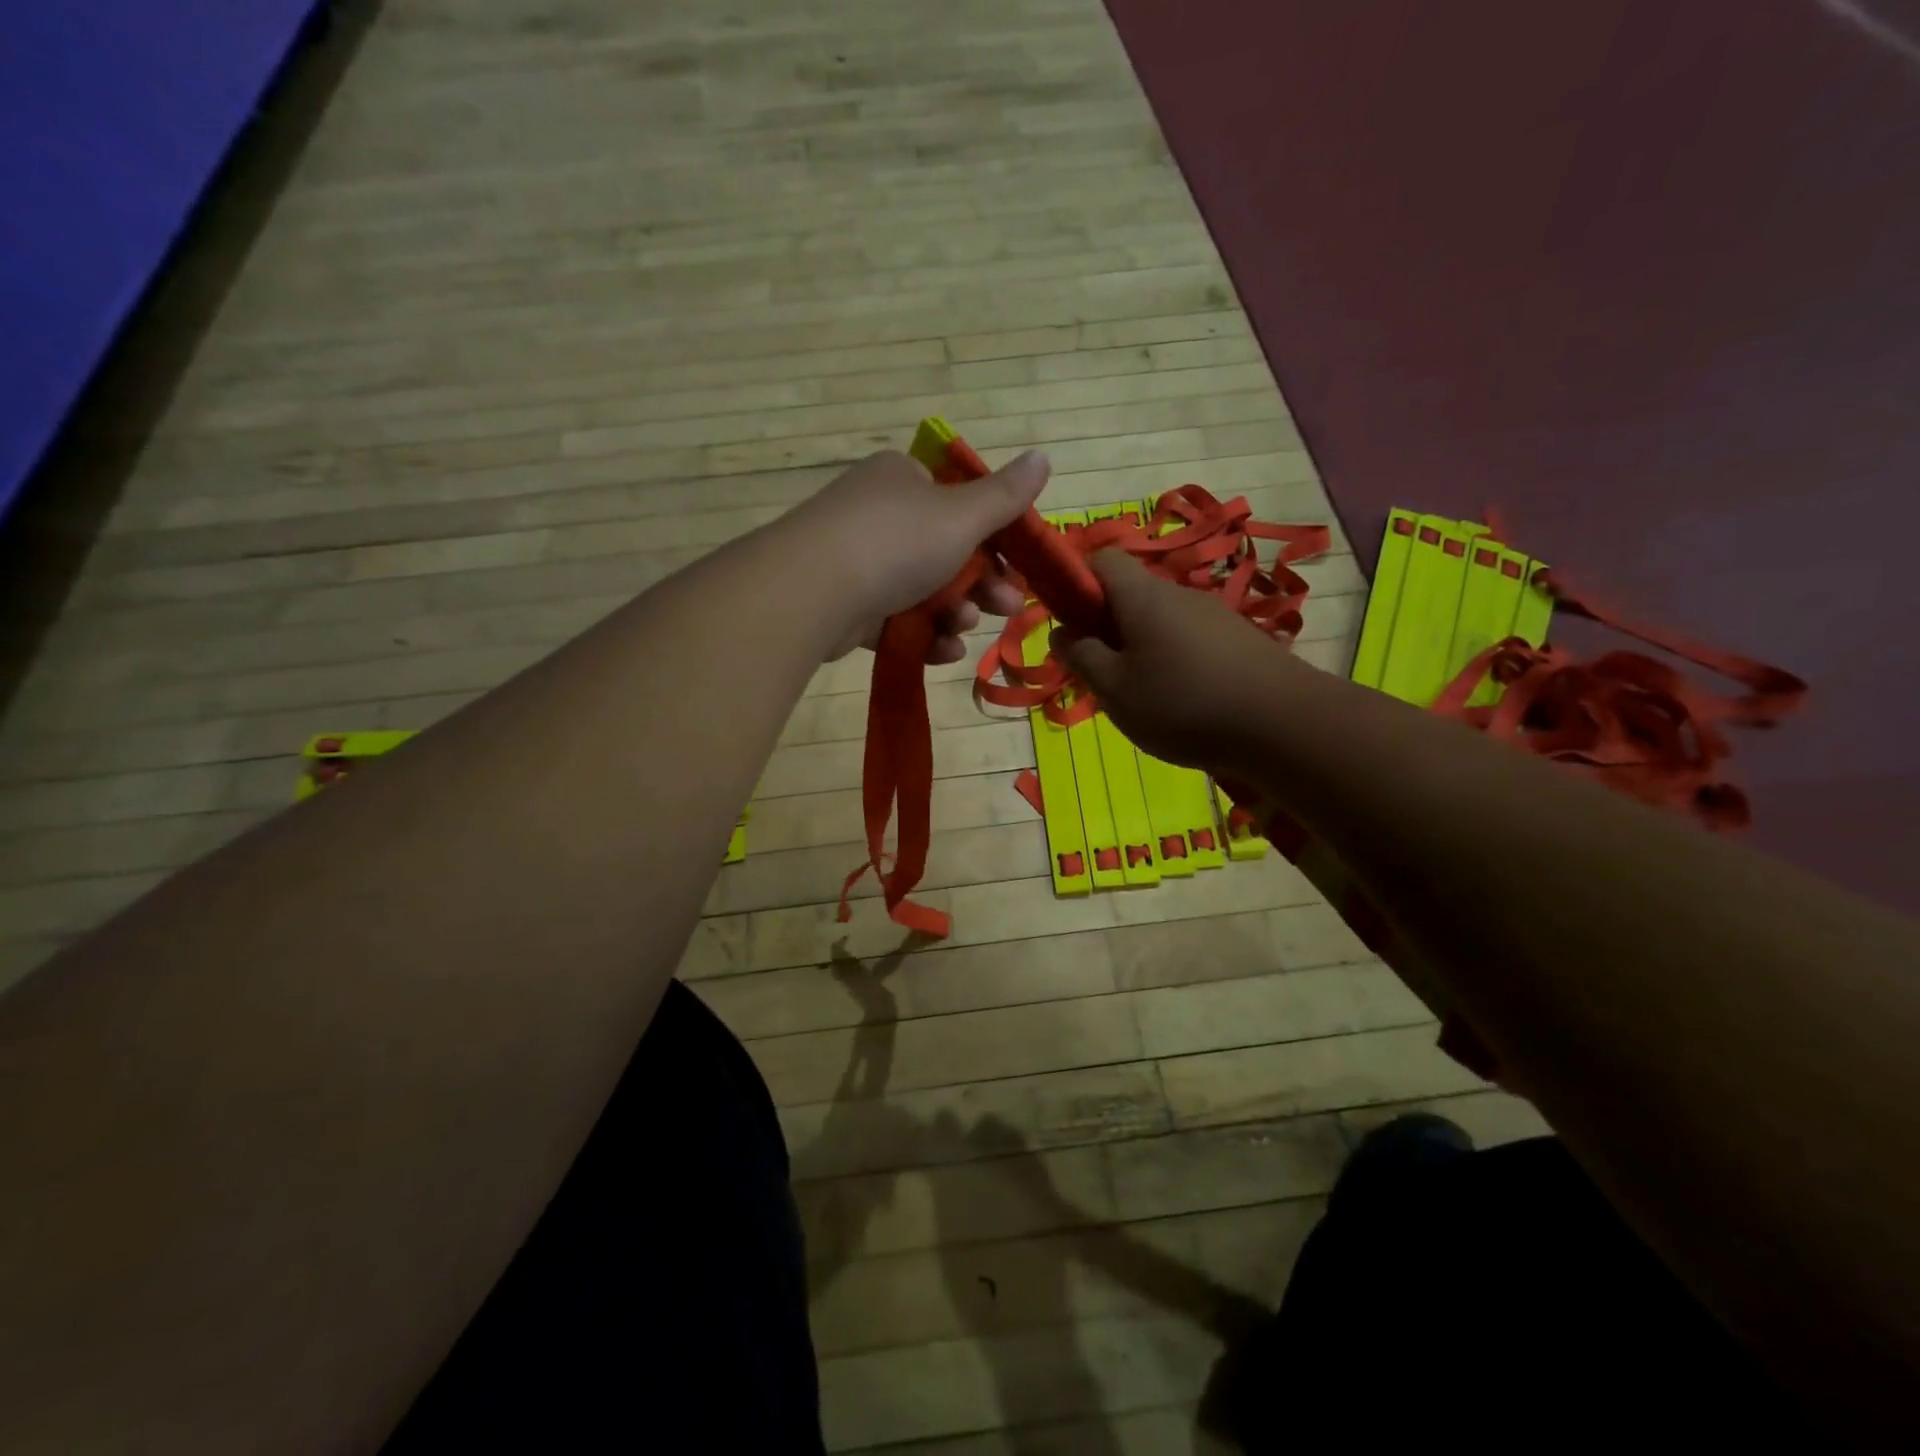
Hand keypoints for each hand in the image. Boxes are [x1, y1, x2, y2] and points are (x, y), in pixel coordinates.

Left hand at [784, 449, 1048, 662]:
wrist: (812, 592)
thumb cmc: (895, 541)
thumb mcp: (960, 516)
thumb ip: (1004, 497)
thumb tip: (1043, 457)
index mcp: (904, 480)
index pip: (958, 503)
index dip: (993, 537)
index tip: (1017, 566)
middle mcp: (880, 514)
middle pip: (946, 552)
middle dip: (981, 584)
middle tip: (1009, 608)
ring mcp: (860, 561)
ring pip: (923, 591)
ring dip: (954, 613)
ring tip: (963, 628)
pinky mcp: (847, 607)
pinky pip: (896, 620)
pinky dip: (922, 635)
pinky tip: (942, 651)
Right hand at [1054, 550, 1303, 770]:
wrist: (1285, 726)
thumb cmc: (1183, 704)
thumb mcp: (1114, 690)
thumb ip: (1081, 657)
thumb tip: (1060, 631)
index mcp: (1143, 596)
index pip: (1102, 559)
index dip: (1077, 583)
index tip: (1070, 625)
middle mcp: (1180, 594)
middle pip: (1130, 594)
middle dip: (1107, 627)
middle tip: (1102, 674)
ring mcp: (1214, 615)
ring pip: (1160, 621)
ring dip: (1140, 649)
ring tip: (1143, 697)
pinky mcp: (1239, 640)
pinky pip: (1189, 640)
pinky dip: (1173, 662)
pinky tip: (1182, 703)